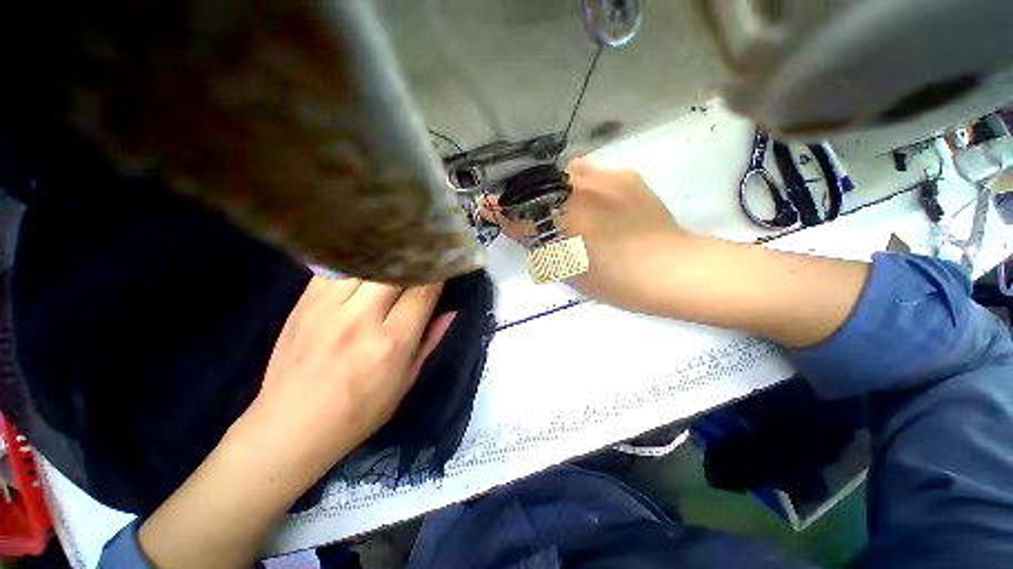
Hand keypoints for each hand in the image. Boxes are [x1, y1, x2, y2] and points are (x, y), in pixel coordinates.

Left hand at [239, 277, 453, 472]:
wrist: (290, 426)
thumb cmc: (359, 411)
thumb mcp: (406, 380)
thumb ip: (430, 340)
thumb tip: (450, 311)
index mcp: (391, 342)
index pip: (423, 291)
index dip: (437, 274)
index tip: (443, 267)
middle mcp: (361, 319)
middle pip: (395, 270)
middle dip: (414, 263)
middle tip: (422, 263)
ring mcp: (328, 307)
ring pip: (366, 263)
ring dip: (386, 261)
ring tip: (396, 262)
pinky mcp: (304, 302)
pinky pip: (338, 268)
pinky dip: (358, 265)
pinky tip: (365, 269)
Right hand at [486, 157, 687, 313]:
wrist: (670, 269)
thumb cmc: (616, 282)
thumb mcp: (568, 270)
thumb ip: (539, 245)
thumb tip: (516, 227)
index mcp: (563, 222)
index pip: (518, 211)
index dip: (499, 210)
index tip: (488, 208)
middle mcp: (578, 192)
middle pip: (536, 185)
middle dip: (523, 196)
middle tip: (524, 210)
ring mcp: (603, 178)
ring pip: (561, 173)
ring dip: (552, 187)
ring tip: (560, 203)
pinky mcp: (623, 174)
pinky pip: (589, 171)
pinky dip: (579, 183)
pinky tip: (591, 199)